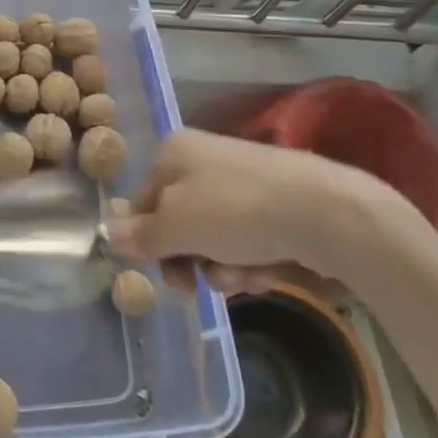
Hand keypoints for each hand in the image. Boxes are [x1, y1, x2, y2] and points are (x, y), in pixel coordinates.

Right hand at [108, 128, 436, 299]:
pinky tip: (268, 271)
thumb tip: (107, 236)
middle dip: (189, 260)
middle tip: (198, 285)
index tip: (161, 271)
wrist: (330, 213)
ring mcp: (245, 181)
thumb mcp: (176, 227)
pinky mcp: (279, 203)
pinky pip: (249, 239)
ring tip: (245, 276)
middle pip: (178, 223)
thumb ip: (140, 236)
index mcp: (174, 152)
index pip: (141, 202)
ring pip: (214, 238)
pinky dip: (253, 261)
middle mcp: (205, 159)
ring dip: (222, 267)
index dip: (147, 241)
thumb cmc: (237, 211)